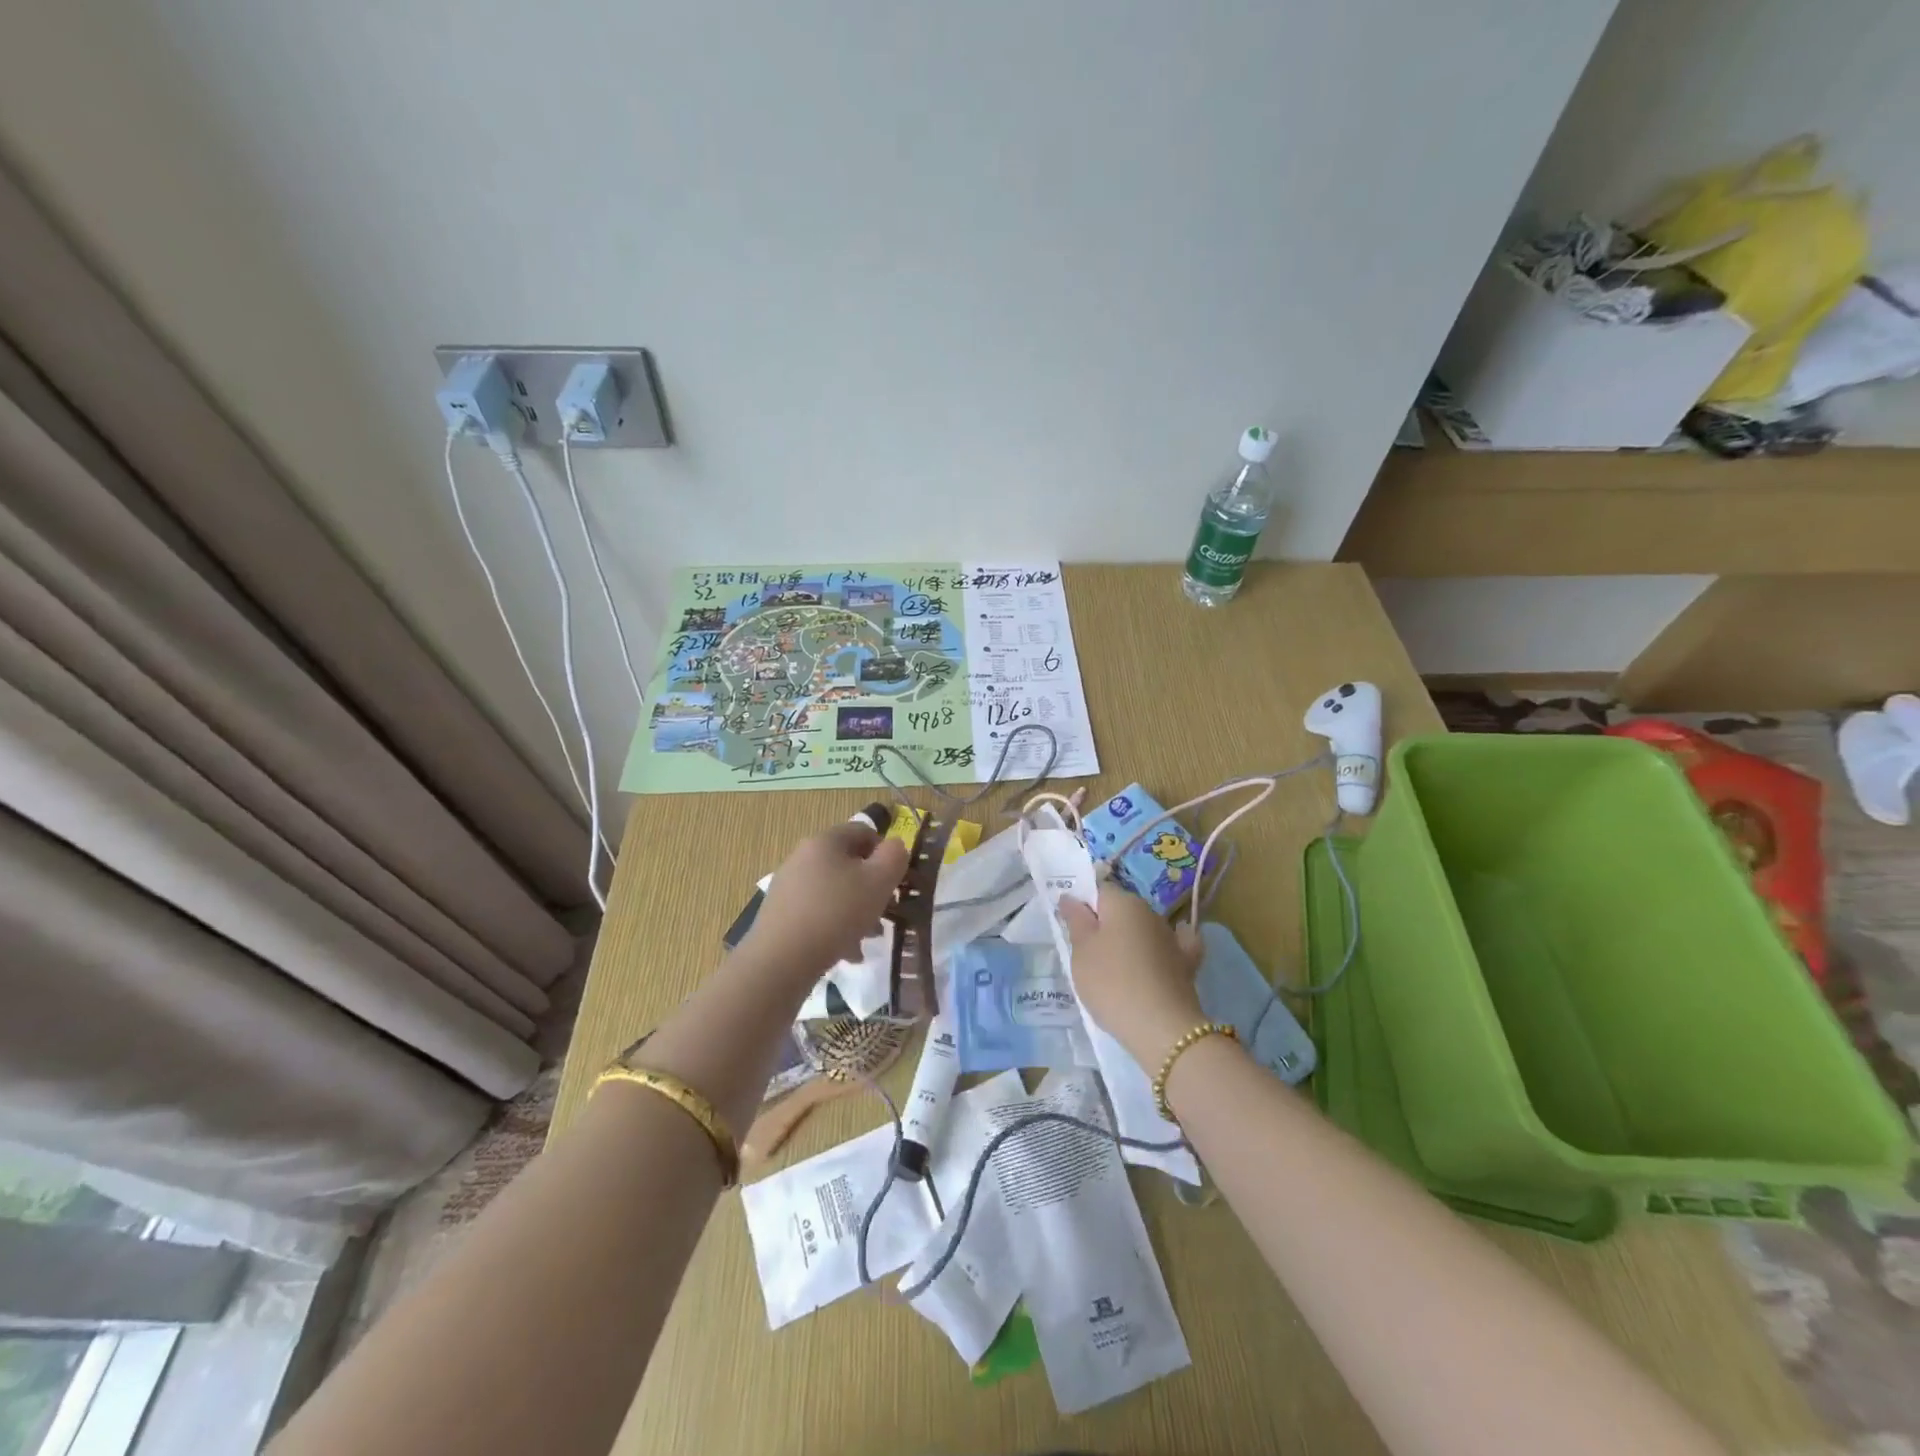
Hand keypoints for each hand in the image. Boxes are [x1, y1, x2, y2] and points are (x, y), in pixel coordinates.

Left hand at [742, 821, 909, 979]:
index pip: (863, 831)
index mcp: (826, 840)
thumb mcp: (879, 882)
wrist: (780, 960)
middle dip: (870, 887)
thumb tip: (894, 846)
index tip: (896, 881)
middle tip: (885, 913)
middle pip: (847, 863)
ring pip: (833, 890)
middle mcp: (802, 856)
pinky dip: (833, 926)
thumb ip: (894, 857)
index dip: (885, 852)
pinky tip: (844, 951)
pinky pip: (816, 911)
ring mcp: (788, 885)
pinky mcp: (779, 912)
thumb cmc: (836, 913)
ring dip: (854, 909)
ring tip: (867, 938)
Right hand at [1058, 886, 1204, 1069]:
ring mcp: (1171, 937)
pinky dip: (1162, 950)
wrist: (1162, 1028)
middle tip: (1087, 953)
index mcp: (1123, 902)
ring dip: (1130, 940)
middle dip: (1105, 924)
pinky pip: (1170, 947)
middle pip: (1121, 909)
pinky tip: (1159, 957)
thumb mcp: (1081, 951)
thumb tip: (1070, 897)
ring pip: (1143, 929)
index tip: (1072, 929)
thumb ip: (1075, 920)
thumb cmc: (1111, 983)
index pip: (1099, 890)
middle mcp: (1150, 911)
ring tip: (1115, 968)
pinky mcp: (1187, 963)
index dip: (1083, 905)